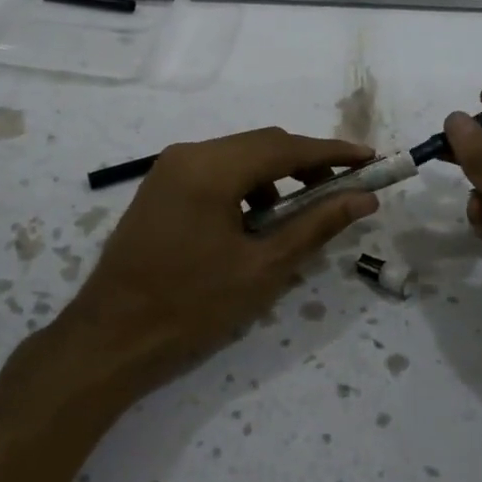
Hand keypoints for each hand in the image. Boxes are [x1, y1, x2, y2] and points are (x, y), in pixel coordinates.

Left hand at [58, 127, 377, 395]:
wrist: (111, 337)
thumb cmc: (192, 306)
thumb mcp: (264, 269)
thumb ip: (316, 225)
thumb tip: (363, 198)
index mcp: (212, 168)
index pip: (286, 147)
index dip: (333, 152)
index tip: (370, 158)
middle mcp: (189, 153)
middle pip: (262, 144)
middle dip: (307, 162)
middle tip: (345, 187)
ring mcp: (170, 166)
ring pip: (239, 155)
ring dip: (277, 173)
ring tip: (303, 210)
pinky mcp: (161, 184)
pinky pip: (216, 169)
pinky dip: (246, 184)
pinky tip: (258, 219)